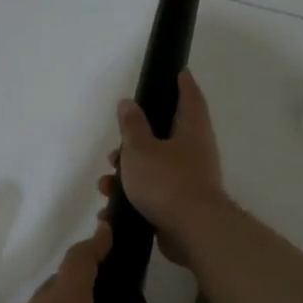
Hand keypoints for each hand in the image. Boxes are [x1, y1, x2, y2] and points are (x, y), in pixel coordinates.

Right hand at [98, 68, 226, 266]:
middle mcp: (195, 153)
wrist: (193, 232)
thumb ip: (132, 126)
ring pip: (154, 168)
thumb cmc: (167, 181)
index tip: (179, 71)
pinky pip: (153, 194)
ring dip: (128, 173)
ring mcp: (190, 181)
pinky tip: (111, 208)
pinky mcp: (181, 206)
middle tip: (116, 146)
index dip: (183, 84)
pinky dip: (132, 198)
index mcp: (192, 131)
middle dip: (136, 141)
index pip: (190, 98)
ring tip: (106, 183)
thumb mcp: (141, 149)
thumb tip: (128, 103)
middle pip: (165, 137)